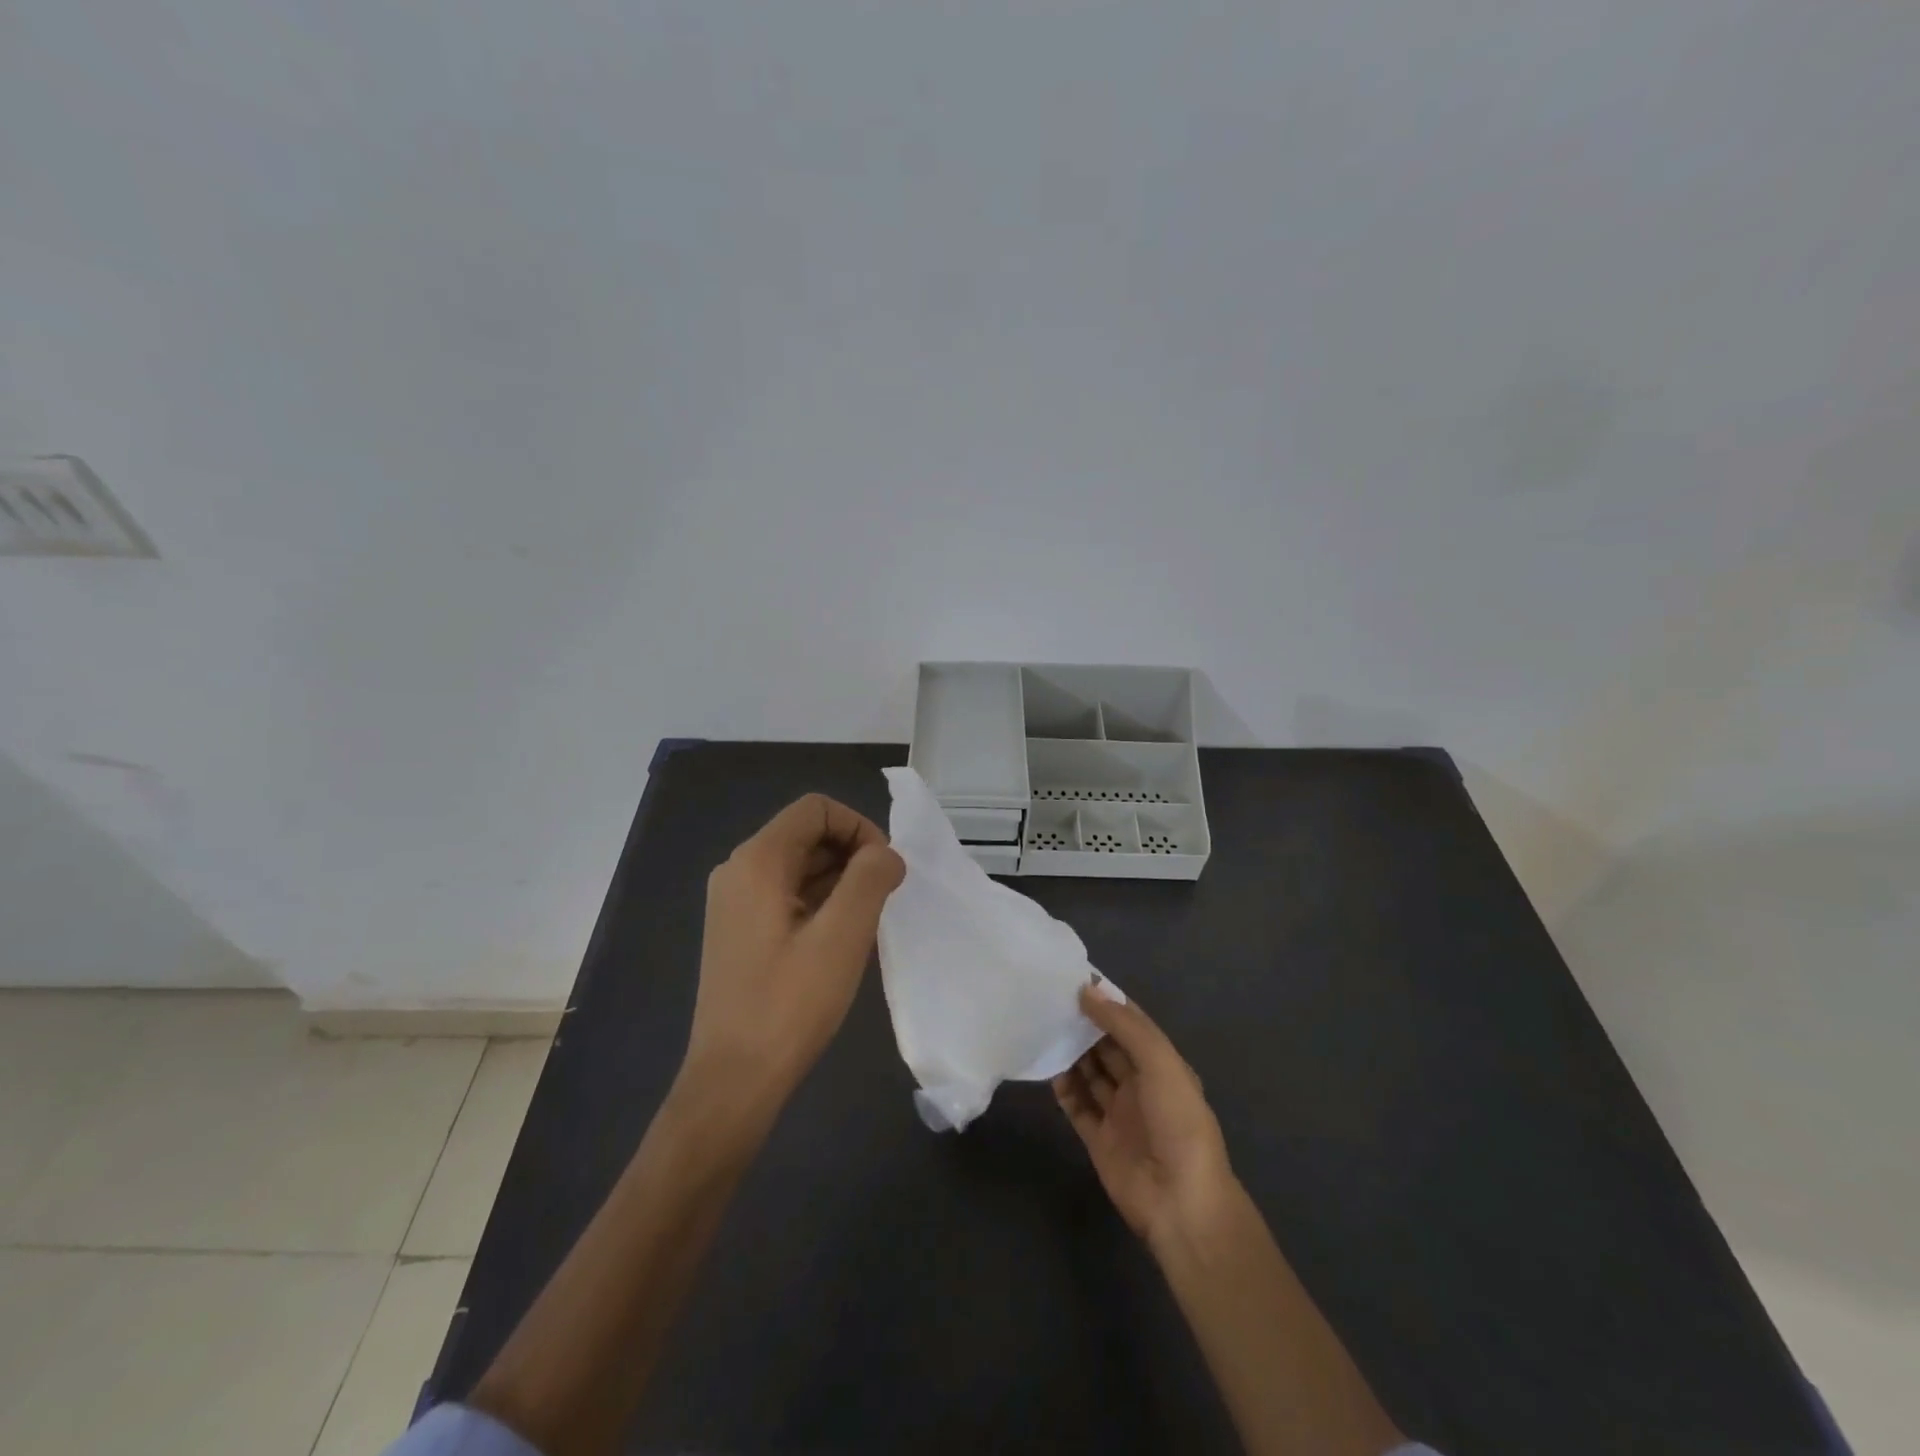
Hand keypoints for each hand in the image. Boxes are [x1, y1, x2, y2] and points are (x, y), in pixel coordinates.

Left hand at [680, 794, 904, 1120]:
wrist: (734, 1080)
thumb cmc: (790, 1003)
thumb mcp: (843, 935)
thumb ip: (871, 878)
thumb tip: (886, 854)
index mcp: (757, 861)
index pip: (816, 809)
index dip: (859, 827)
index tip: (885, 869)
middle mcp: (738, 870)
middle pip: (806, 833)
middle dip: (852, 855)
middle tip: (882, 899)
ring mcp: (734, 902)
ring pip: (799, 865)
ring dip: (839, 880)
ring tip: (865, 922)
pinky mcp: (739, 930)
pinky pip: (787, 894)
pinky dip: (820, 901)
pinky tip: (839, 939)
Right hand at [1054, 984, 1236, 1248]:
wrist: (1181, 1204)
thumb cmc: (1178, 1124)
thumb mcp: (1160, 1063)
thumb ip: (1124, 1026)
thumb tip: (1088, 990)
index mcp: (1163, 1065)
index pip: (1132, 1023)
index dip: (1107, 1001)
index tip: (1074, 977)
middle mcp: (1141, 1085)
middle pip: (1107, 1046)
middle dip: (1084, 1024)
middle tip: (1050, 999)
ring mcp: (1119, 1113)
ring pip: (1090, 1073)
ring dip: (1071, 1052)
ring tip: (1043, 1026)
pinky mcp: (1099, 1139)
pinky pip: (1077, 1105)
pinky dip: (1063, 1087)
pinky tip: (1046, 1067)